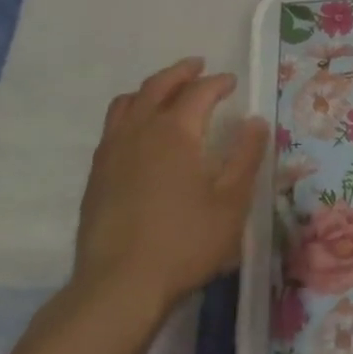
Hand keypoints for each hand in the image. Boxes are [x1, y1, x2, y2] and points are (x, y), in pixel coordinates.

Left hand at [73, 57, 267, 311]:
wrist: (119, 286)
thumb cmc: (185, 241)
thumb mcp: (231, 201)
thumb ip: (245, 156)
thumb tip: (256, 121)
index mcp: (176, 131)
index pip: (199, 92)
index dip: (217, 82)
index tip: (232, 81)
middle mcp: (140, 130)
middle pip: (158, 86)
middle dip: (181, 73)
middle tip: (198, 67)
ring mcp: (112, 151)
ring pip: (128, 102)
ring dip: (151, 89)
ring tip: (166, 92)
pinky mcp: (96, 175)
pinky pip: (113, 127)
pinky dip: (131, 114)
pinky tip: (140, 133)